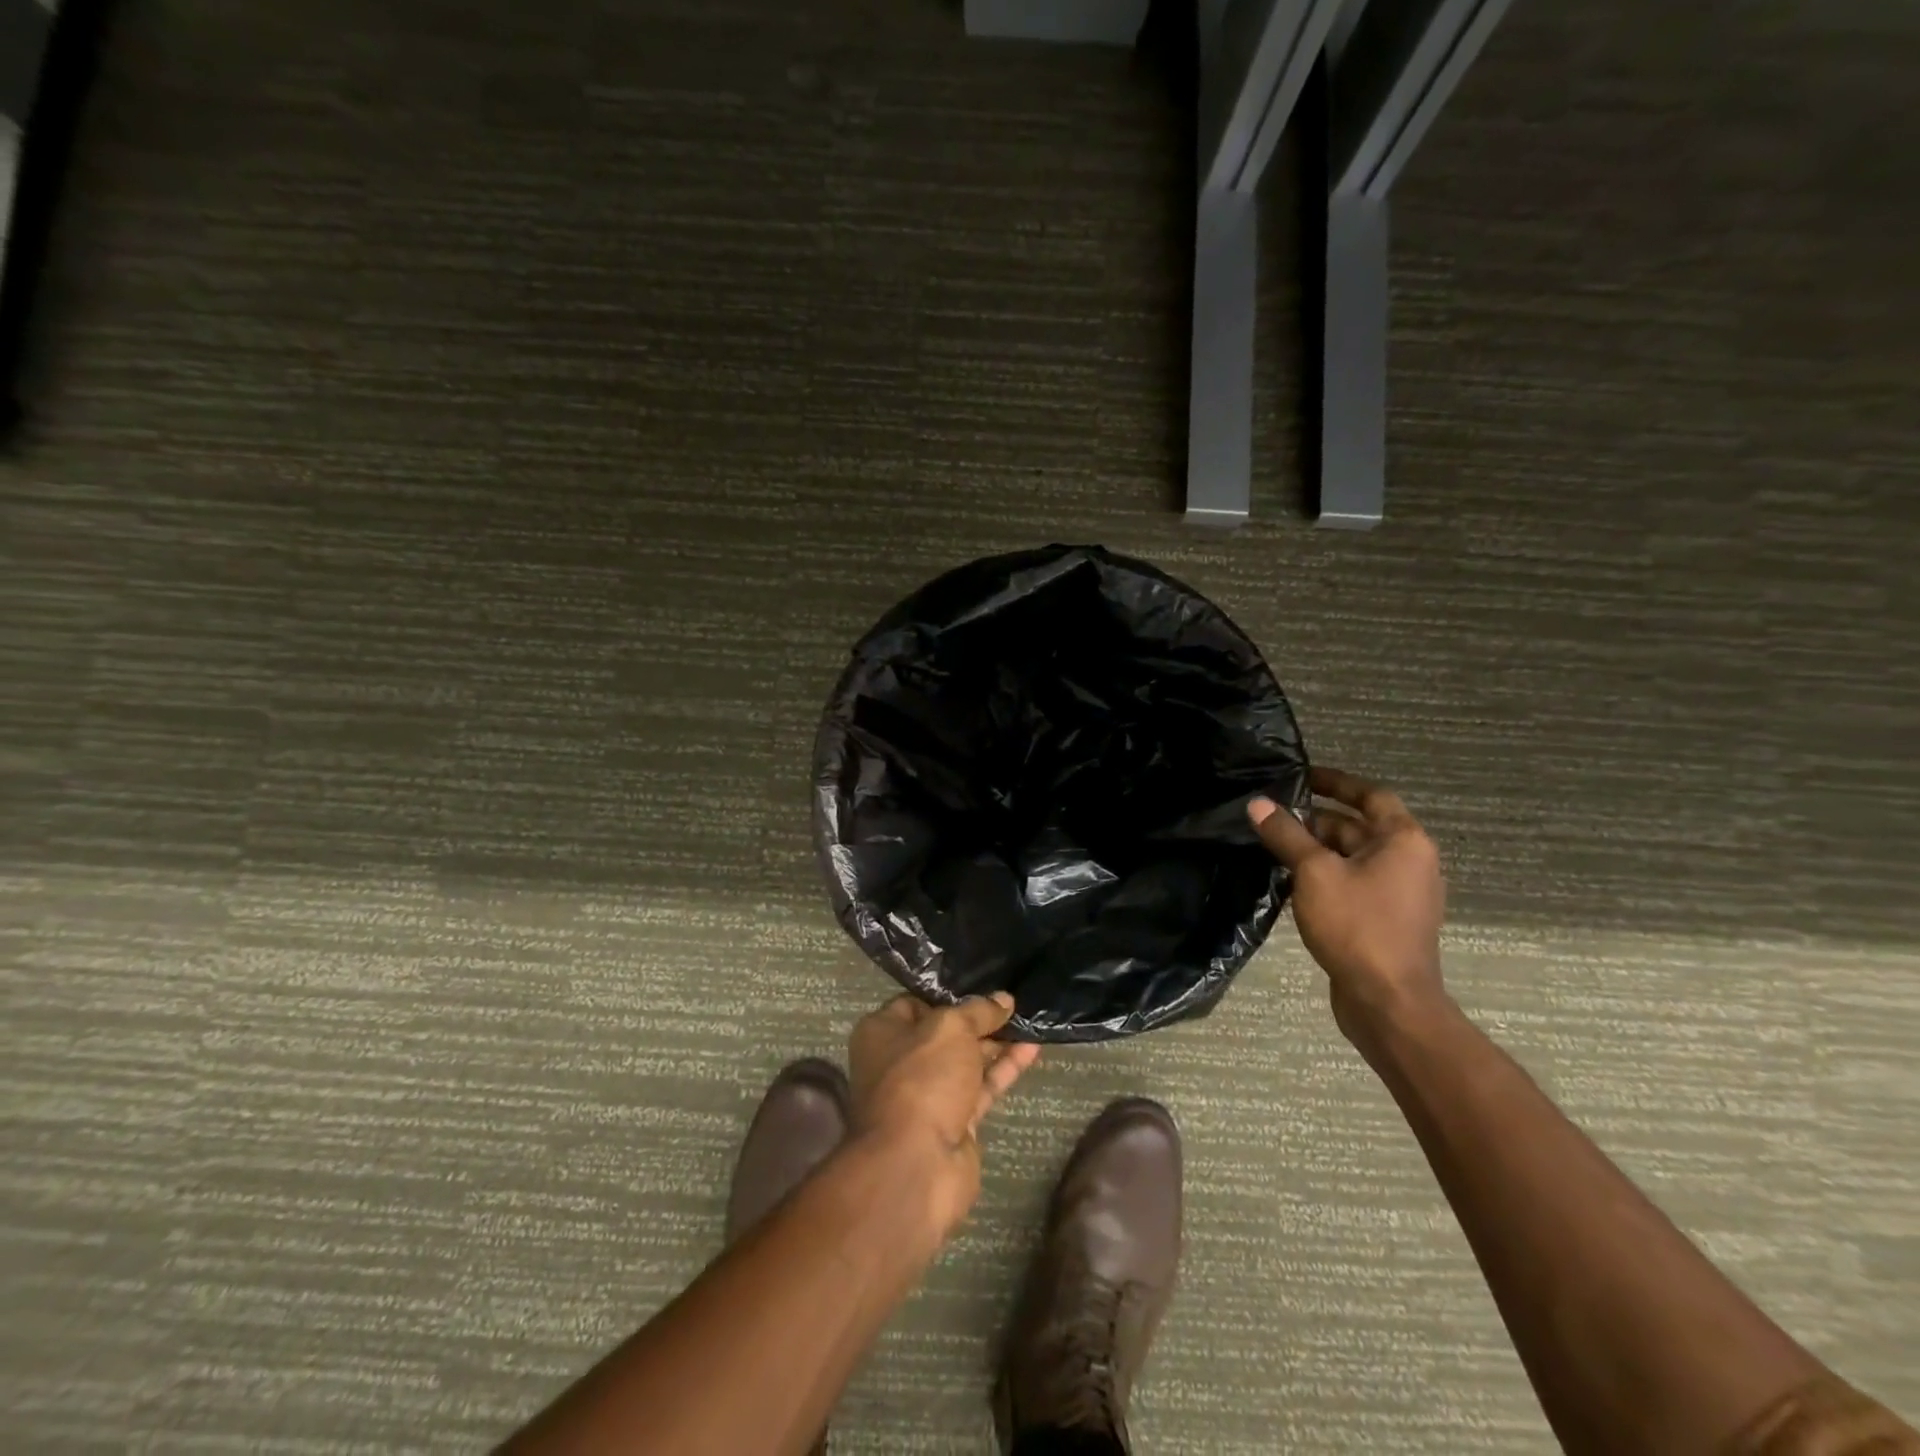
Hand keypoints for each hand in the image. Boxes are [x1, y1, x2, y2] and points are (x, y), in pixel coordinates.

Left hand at [847, 993, 1040, 1237]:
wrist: (916, 1165)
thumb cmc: (921, 1079)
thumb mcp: (951, 1029)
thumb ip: (979, 1011)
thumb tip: (1003, 999)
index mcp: (882, 1032)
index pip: (916, 1002)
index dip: (948, 994)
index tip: (982, 984)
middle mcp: (901, 1061)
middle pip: (944, 1033)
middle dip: (978, 1019)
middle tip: (1013, 1002)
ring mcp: (928, 1094)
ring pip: (966, 1061)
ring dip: (996, 1043)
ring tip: (1030, 1021)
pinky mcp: (955, 1121)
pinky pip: (983, 1086)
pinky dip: (1005, 1068)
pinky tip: (1032, 1049)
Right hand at [1249, 766, 1450, 1056]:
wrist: (1388, 1001)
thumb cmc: (1357, 925)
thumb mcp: (1313, 873)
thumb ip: (1285, 834)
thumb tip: (1257, 803)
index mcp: (1403, 841)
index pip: (1370, 795)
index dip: (1336, 782)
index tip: (1301, 776)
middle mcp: (1409, 861)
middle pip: (1358, 827)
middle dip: (1315, 820)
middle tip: (1271, 816)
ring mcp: (1399, 893)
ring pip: (1352, 857)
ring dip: (1316, 849)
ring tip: (1272, 845)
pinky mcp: (1385, 919)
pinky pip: (1352, 883)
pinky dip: (1323, 876)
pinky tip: (1289, 882)